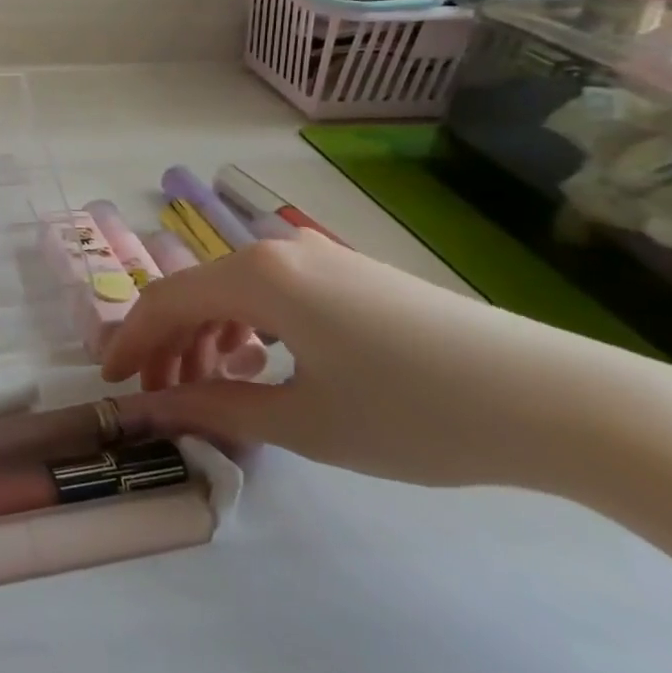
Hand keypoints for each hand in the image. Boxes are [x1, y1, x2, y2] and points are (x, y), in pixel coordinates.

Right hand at [101, 232, 642, 488]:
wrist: (559, 401)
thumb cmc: (416, 413)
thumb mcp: (304, 421)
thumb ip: (216, 408)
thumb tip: (151, 410)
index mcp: (257, 276)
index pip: (165, 301)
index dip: (130, 343)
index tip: (112, 385)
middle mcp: (278, 251)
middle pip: (195, 293)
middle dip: (168, 346)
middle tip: (163, 400)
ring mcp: (319, 257)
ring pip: (234, 292)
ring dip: (208, 338)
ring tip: (213, 390)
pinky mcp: (352, 274)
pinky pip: (273, 293)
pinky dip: (249, 328)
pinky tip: (265, 366)